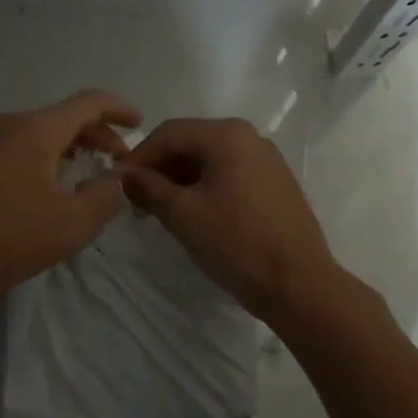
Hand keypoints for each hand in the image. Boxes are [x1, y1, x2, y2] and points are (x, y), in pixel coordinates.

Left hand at [0, 89, 140, 305]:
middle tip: (119, 161)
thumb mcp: (73, 223)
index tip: (140, 122)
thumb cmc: (9, 238)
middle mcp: (9, 126)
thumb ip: (106, 196)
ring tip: (88, 176)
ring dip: (70, 149)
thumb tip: (115, 179)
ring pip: (40, 134)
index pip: (89, 102)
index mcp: (37, 129)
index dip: (119, 108)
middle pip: (64, 117)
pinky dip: (46, 159)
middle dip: (97, 134)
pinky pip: (19, 150)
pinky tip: (50, 191)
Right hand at [120, 117, 339, 324]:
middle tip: (137, 200)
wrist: (298, 284)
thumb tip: (125, 175)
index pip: (169, 133)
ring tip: (161, 211)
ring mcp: (268, 160)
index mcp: (227, 135)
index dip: (139, 156)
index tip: (118, 183)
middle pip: (191, 143)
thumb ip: (148, 188)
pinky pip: (231, 174)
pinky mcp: (276, 183)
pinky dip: (206, 187)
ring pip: (211, 160)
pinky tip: (194, 214)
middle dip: (160, 169)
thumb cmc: (236, 243)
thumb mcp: (183, 214)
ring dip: (181, 180)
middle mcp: (250, 137)